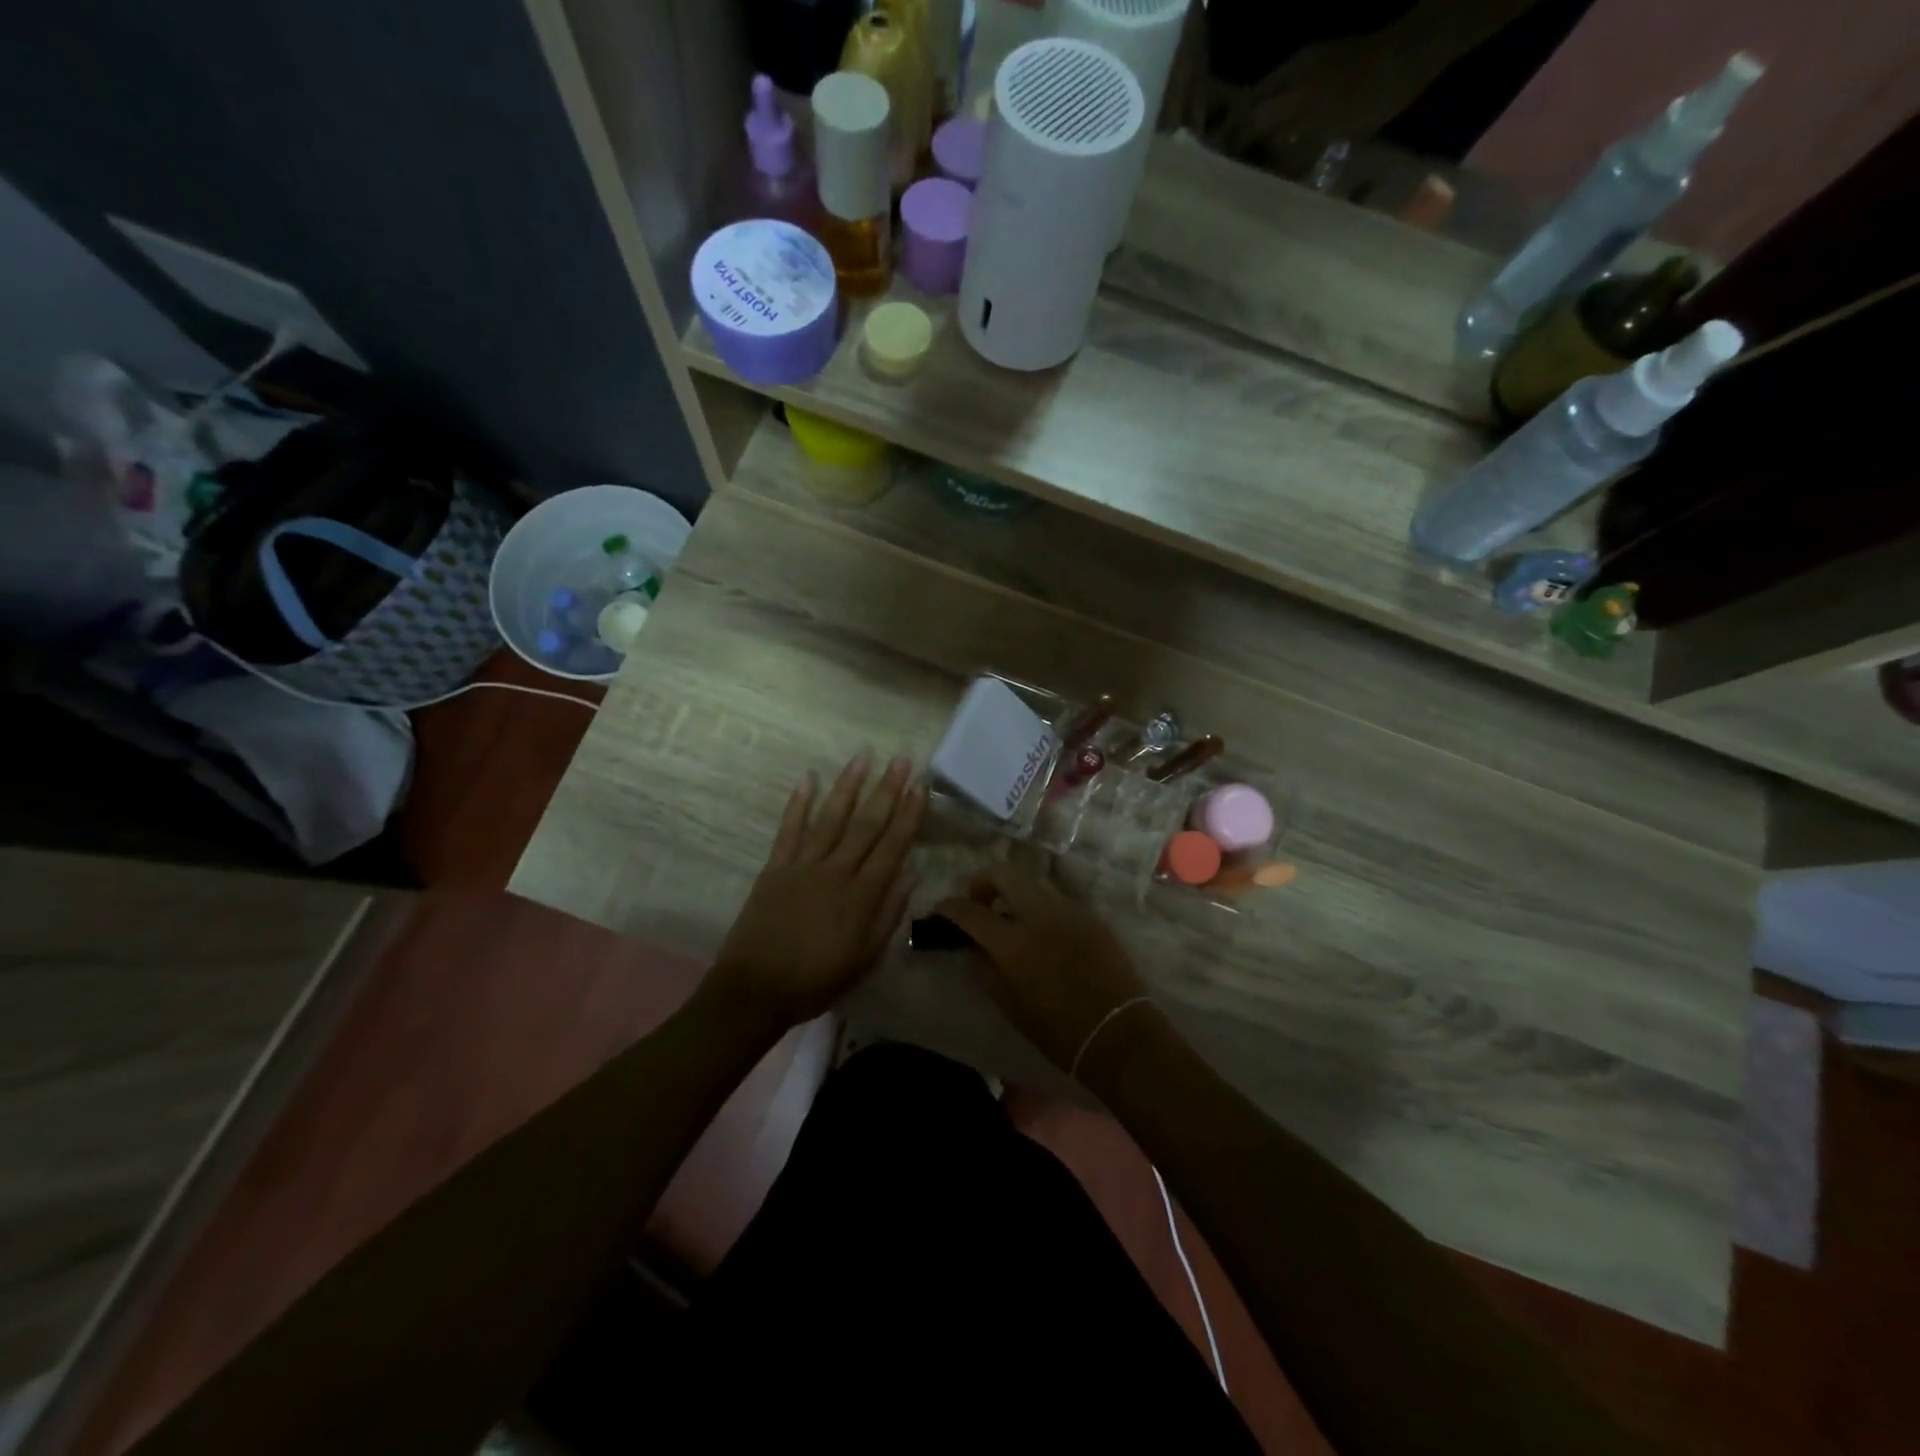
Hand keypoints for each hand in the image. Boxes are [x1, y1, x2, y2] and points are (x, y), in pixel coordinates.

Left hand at [709, 753, 924, 1035]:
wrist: (755, 990)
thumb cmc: (816, 980)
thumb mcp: (865, 957)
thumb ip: (889, 914)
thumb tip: (912, 875)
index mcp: (862, 895)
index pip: (893, 845)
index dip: (909, 814)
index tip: (920, 785)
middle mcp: (836, 871)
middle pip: (867, 824)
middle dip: (887, 789)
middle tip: (901, 759)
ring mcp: (803, 866)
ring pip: (831, 818)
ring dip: (849, 785)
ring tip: (863, 756)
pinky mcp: (775, 868)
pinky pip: (789, 830)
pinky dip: (798, 803)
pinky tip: (808, 777)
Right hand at [933, 864, 1155, 1077]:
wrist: (1117, 1034)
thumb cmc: (1057, 1031)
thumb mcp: (1009, 1006)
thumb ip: (984, 970)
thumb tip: (973, 947)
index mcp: (1013, 943)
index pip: (970, 911)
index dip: (949, 906)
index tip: (940, 908)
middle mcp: (1039, 915)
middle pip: (1004, 873)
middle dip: (983, 882)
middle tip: (979, 902)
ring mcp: (1068, 910)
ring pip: (1032, 880)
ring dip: (1013, 890)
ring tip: (1010, 915)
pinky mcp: (1089, 915)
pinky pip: (1056, 898)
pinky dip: (1039, 904)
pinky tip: (1041, 930)